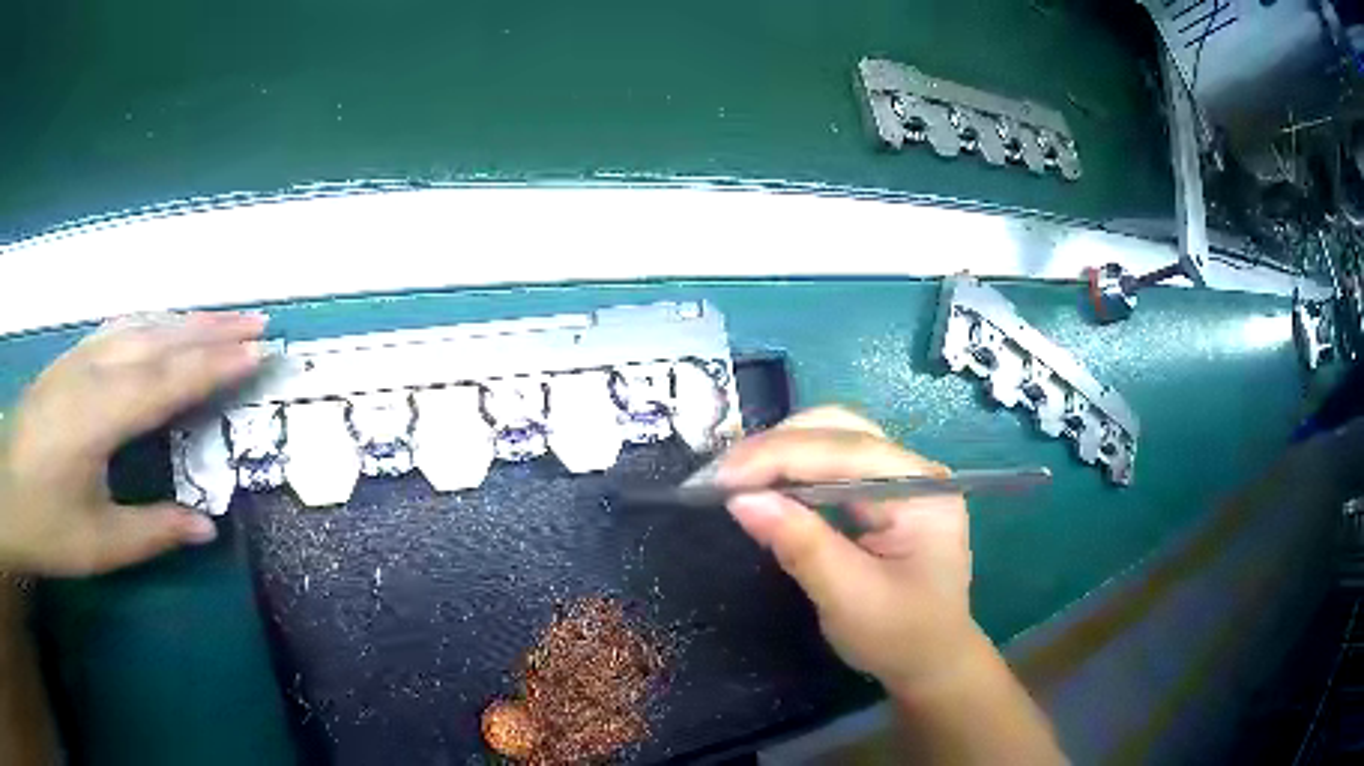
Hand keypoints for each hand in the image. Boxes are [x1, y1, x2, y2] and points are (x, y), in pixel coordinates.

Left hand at [0, 312, 266, 575]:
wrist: (7, 489)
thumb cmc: (45, 524)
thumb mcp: (98, 544)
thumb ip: (153, 530)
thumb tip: (207, 527)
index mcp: (101, 414)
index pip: (169, 379)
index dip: (216, 364)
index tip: (259, 352)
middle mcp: (93, 370)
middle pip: (160, 338)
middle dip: (211, 328)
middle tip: (259, 321)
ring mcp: (79, 357)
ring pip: (141, 324)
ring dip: (185, 318)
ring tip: (223, 317)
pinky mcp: (69, 359)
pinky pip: (119, 327)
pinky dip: (152, 320)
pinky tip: (163, 324)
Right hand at [718, 406, 980, 695]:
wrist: (930, 662)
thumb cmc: (901, 636)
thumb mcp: (849, 597)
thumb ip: (800, 544)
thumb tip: (740, 500)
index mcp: (923, 489)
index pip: (847, 451)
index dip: (780, 457)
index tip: (722, 476)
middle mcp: (913, 470)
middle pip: (840, 430)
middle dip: (776, 447)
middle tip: (720, 476)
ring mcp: (897, 478)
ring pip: (830, 439)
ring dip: (778, 454)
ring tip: (731, 477)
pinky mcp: (879, 494)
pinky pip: (828, 465)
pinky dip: (789, 472)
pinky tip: (761, 484)